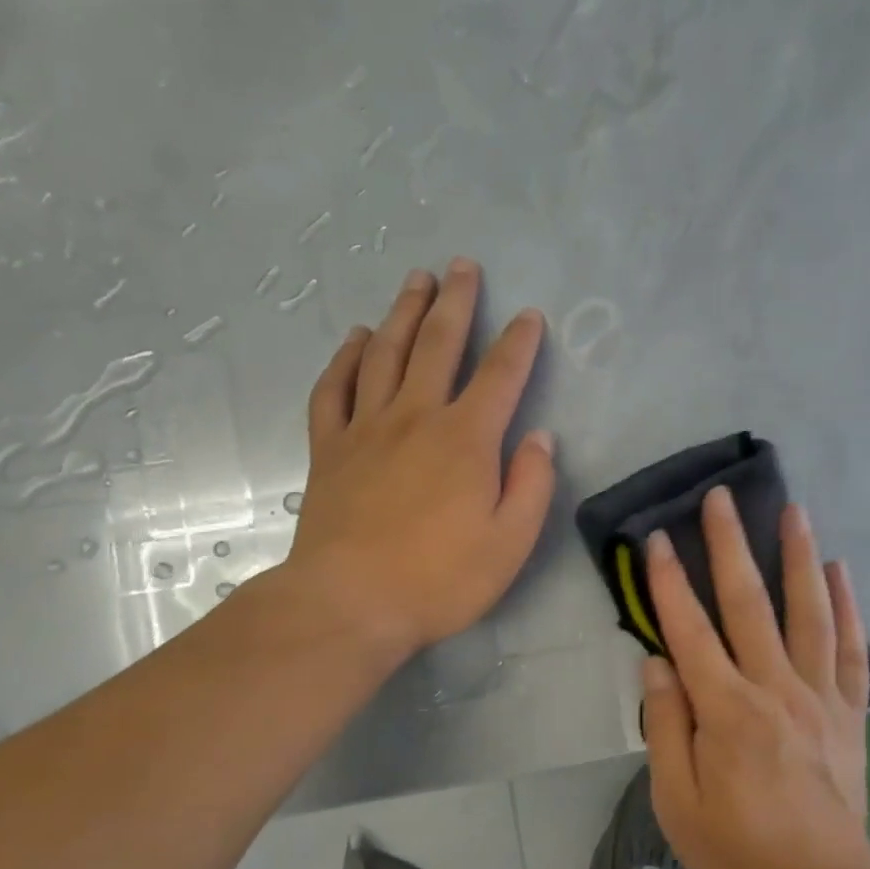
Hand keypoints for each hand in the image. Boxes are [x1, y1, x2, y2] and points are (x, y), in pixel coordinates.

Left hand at [280, 258, 554, 662]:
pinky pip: (333, 389)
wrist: (349, 603)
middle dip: (455, 302)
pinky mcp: (328, 449)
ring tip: (415, 280)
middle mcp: (416, 417)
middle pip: (437, 344)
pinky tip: (356, 338)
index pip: (500, 376)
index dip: (518, 342)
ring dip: (403, 312)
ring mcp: (366, 428)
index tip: (528, 316)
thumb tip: (540, 438)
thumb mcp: (509, 543)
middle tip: (462, 265)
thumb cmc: (439, 579)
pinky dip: (345, 358)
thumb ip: (532, 485)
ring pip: (385, 353)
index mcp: (466, 439)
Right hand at [642, 487, 869, 868]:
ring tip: (793, 510)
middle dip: (730, 545)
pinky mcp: (849, 711)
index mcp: (726, 710)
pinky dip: (847, 606)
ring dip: (798, 556)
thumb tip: (656, 662)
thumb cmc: (736, 850)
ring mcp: (819, 696)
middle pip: (748, 603)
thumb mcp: (676, 800)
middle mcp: (774, 688)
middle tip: (721, 497)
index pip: (689, 630)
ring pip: (808, 611)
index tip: (656, 538)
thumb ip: (665, 725)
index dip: (668, 581)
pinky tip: (841, 570)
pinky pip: (850, 648)